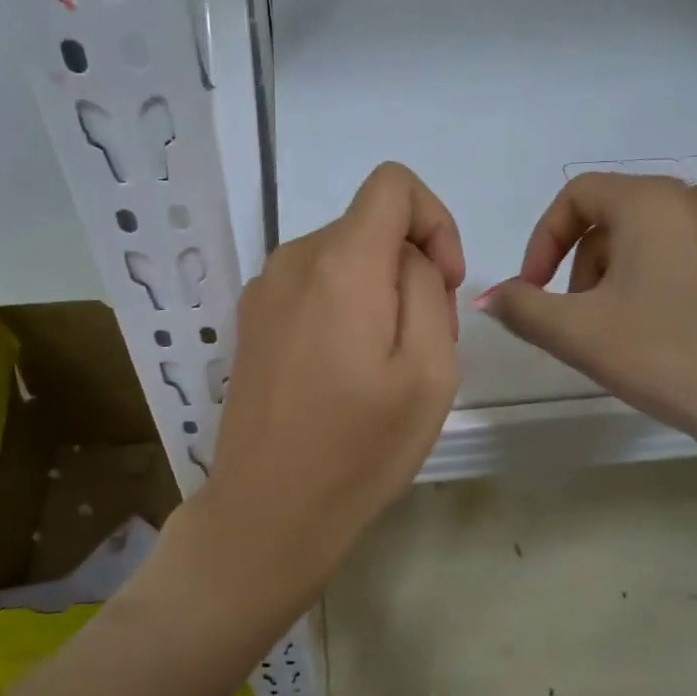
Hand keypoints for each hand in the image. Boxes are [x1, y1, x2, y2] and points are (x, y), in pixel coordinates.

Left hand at [192, 163, 464, 608]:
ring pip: (342, 259)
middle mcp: (292, 261)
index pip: (392, 184)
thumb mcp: (431, 371)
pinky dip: (342, 308)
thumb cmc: (360, 450)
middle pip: (369, 227)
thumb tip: (408, 260)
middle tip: (423, 345)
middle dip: (410, 268)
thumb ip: (428, 290)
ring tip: (383, 367)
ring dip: (377, 293)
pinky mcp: (250, 322)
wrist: (268, 512)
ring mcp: (263, 291)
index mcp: (340, 264)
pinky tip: (343, 373)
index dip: (435, 220)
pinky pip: (312, 288)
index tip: (446, 282)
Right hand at [481, 173, 696, 471]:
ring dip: (623, 279)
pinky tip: (677, 341)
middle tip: (580, 320)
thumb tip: (491, 297)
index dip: (542, 240)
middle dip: (583, 265)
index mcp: (654, 202)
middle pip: (617, 218)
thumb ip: (521, 309)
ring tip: (626, 334)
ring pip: (658, 242)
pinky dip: (669, 288)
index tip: (535, 290)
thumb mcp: (577, 334)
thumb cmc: (668, 355)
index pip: (577, 195)